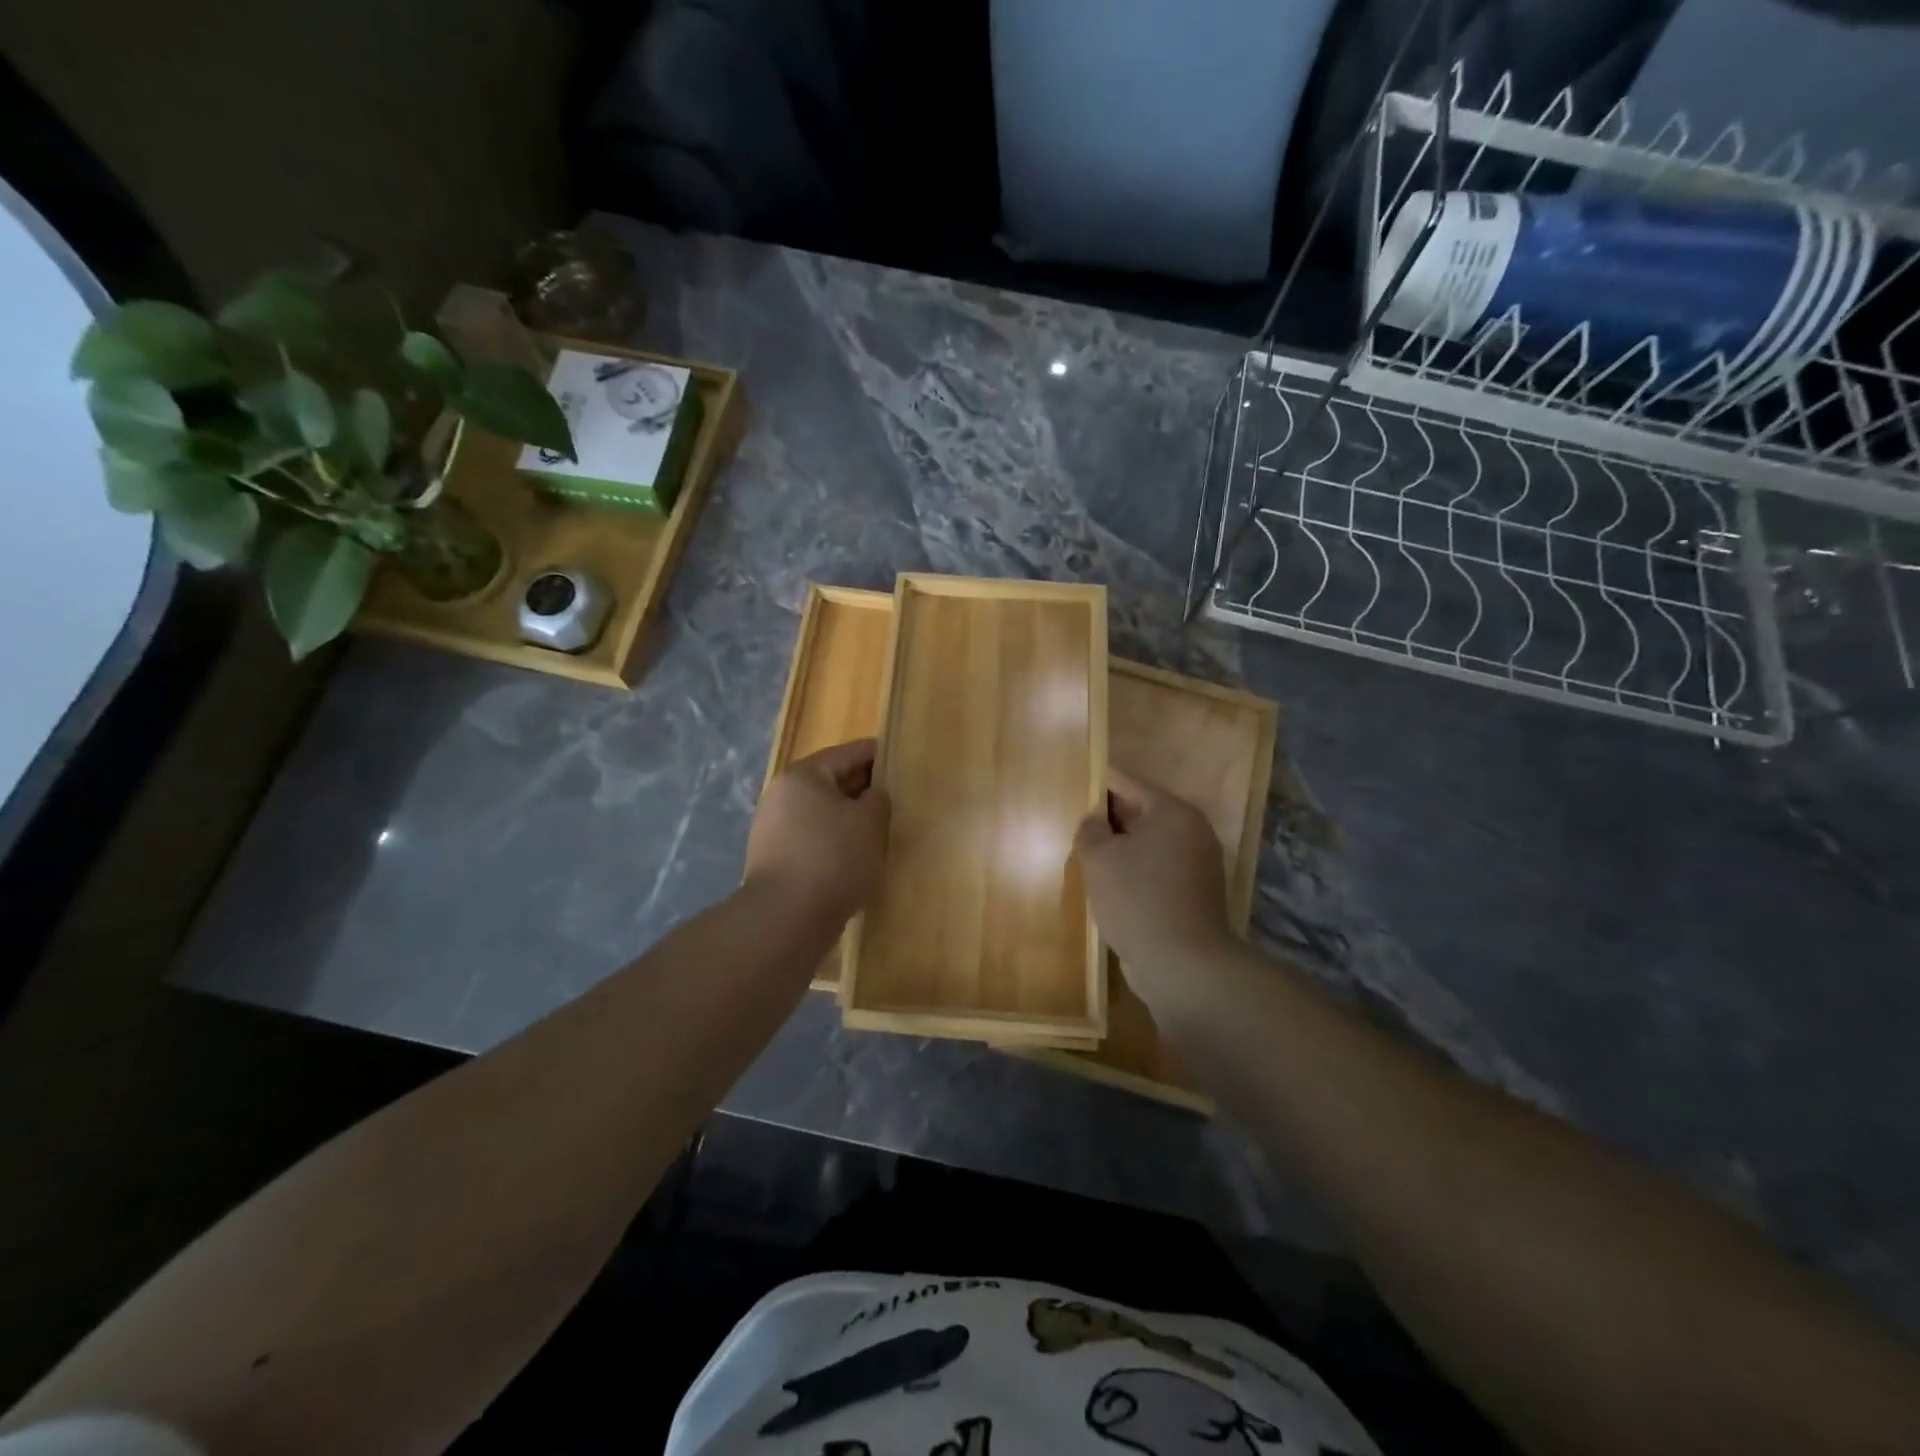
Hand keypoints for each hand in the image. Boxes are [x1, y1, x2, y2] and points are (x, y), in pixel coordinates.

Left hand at [745, 739, 890, 928]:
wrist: (786, 918)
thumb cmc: (834, 859)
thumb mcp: (870, 822)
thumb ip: (878, 798)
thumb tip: (872, 794)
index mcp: (803, 775)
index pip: (848, 753)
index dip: (878, 755)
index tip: (902, 761)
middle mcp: (781, 794)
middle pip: (831, 782)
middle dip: (863, 789)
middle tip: (895, 799)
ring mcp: (772, 828)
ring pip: (821, 813)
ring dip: (848, 819)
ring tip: (878, 831)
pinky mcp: (772, 858)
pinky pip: (811, 838)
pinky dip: (833, 841)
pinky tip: (854, 857)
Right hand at [1075, 768, 1233, 993]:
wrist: (1183, 966)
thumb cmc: (1137, 900)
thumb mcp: (1100, 858)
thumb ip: (1090, 829)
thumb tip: (1095, 820)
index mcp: (1173, 812)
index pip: (1126, 783)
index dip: (1096, 783)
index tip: (1070, 788)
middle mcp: (1192, 831)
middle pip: (1140, 812)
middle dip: (1106, 819)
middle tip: (1073, 826)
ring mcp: (1197, 864)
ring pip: (1147, 844)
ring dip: (1119, 849)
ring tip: (1085, 856)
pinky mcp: (1193, 894)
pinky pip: (1156, 869)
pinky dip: (1134, 871)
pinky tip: (1108, 886)